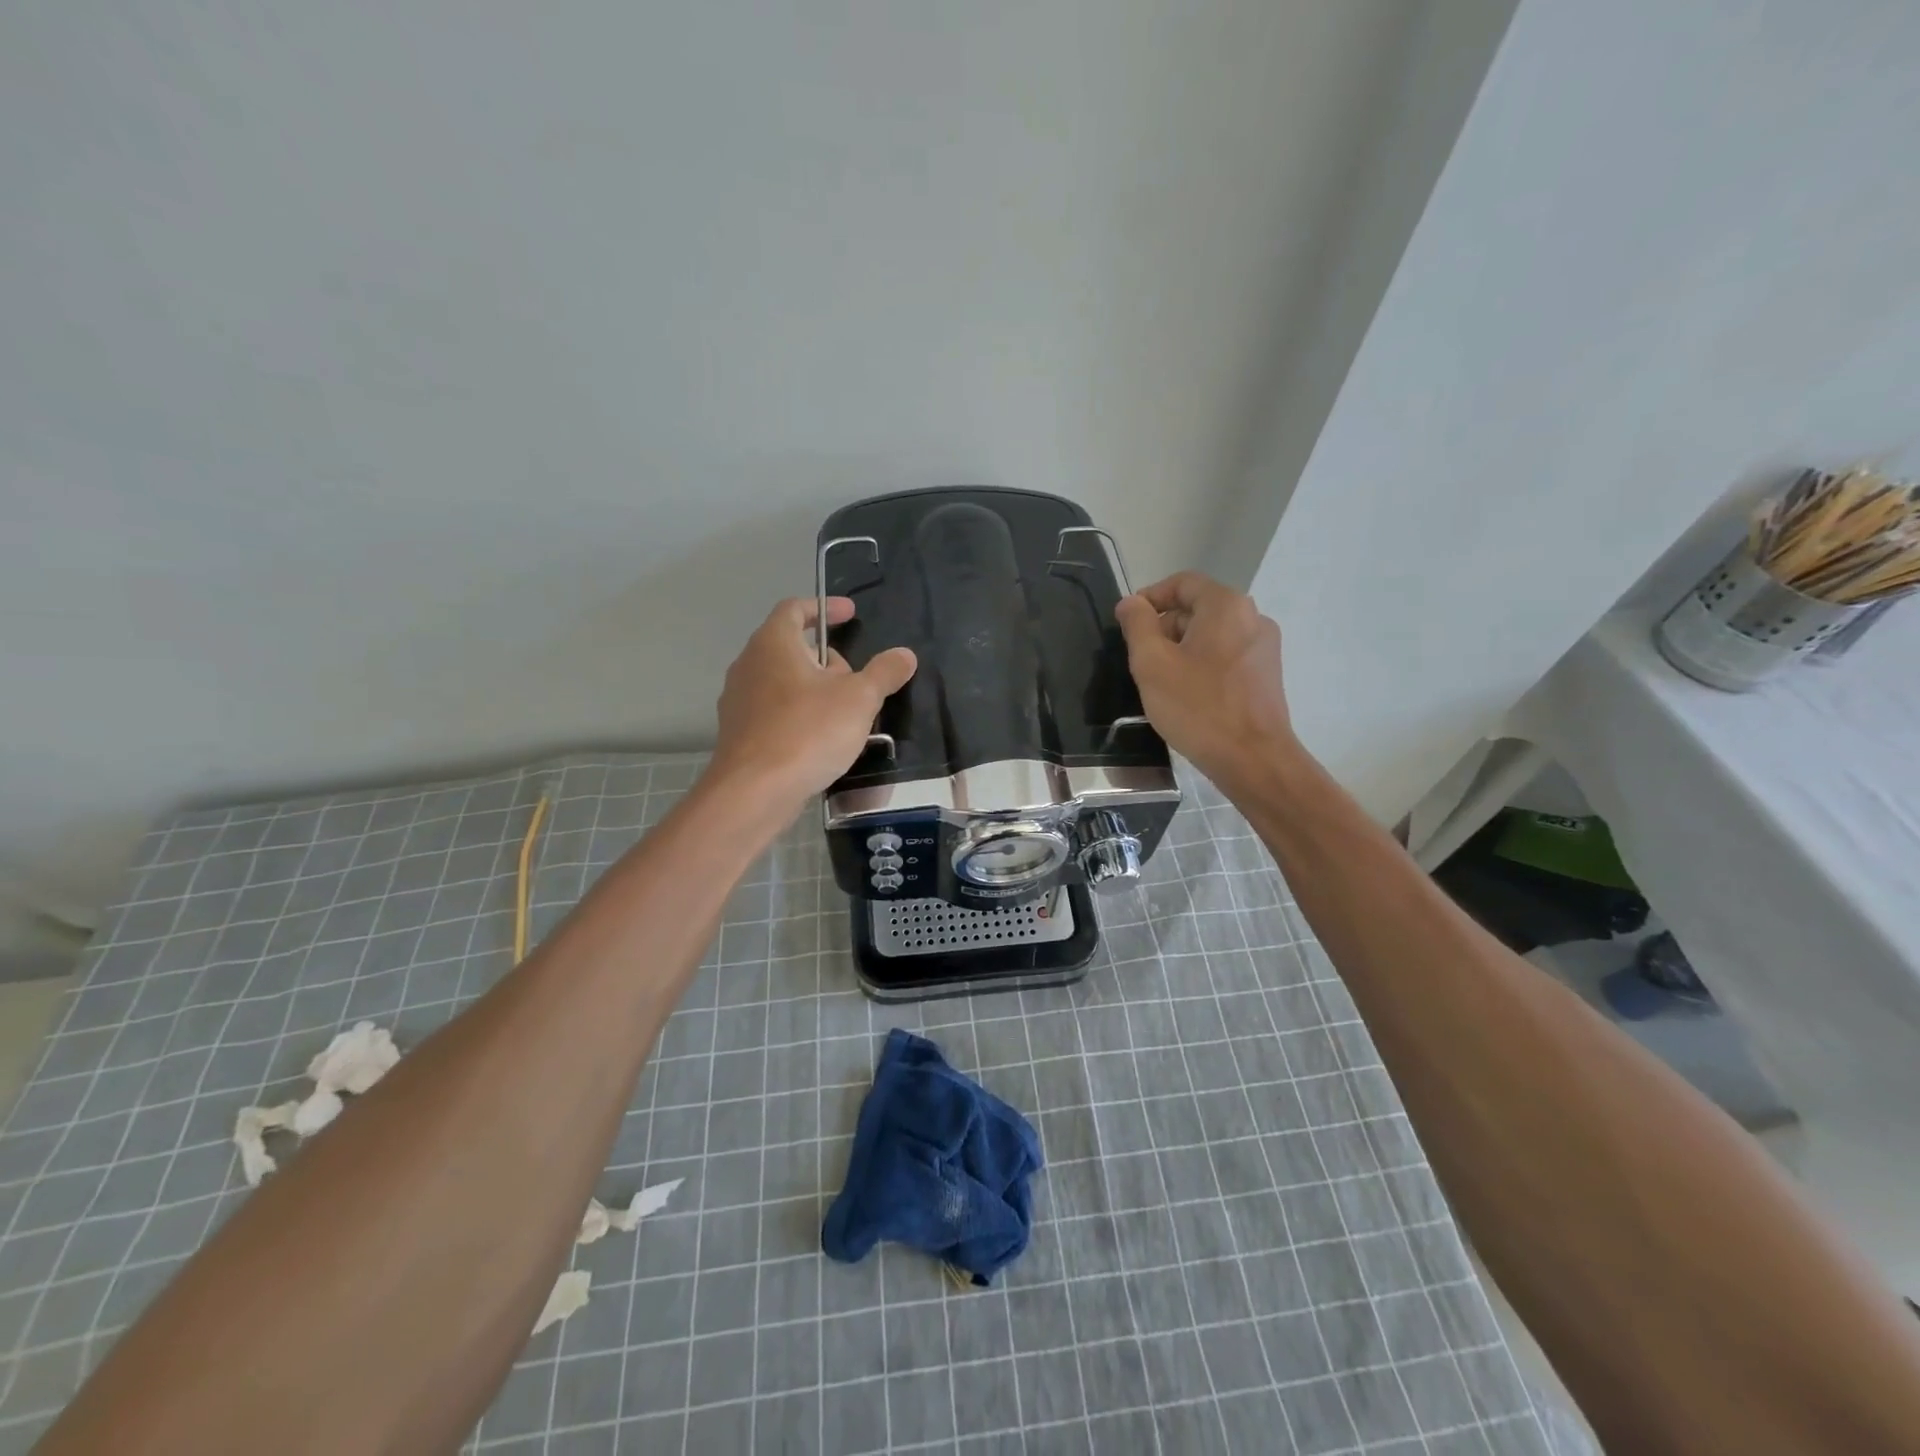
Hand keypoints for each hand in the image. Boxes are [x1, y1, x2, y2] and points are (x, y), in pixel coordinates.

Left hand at [706, 596, 916, 812]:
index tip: (850, 614)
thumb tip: (904, 654)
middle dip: (826, 657)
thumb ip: (884, 672)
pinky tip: (821, 740)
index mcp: (773, 644)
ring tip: (844, 712)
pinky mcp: (739, 733)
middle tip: (856, 678)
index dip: (824, 607)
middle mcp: (749, 665)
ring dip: (814, 689)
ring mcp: (739, 701)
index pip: (794, 609)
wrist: (754, 792)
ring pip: (783, 682)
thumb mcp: (859, 699)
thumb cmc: (808, 732)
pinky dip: (799, 714)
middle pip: (790, 647)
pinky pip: (775, 711)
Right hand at [1114, 572, 1296, 794]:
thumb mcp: (1152, 664)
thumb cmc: (1198, 707)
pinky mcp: (1266, 675)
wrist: (1253, 759)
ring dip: (1182, 648)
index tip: (1127, 624)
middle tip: (1140, 659)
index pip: (1182, 583)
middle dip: (1164, 627)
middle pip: (1198, 608)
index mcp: (1226, 606)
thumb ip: (1137, 625)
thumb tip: (1131, 603)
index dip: (1150, 597)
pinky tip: (1188, 695)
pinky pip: (1226, 656)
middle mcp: (1252, 617)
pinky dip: (1202, 664)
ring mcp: (1264, 647)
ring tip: (1161, 681)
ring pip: (1212, 634)